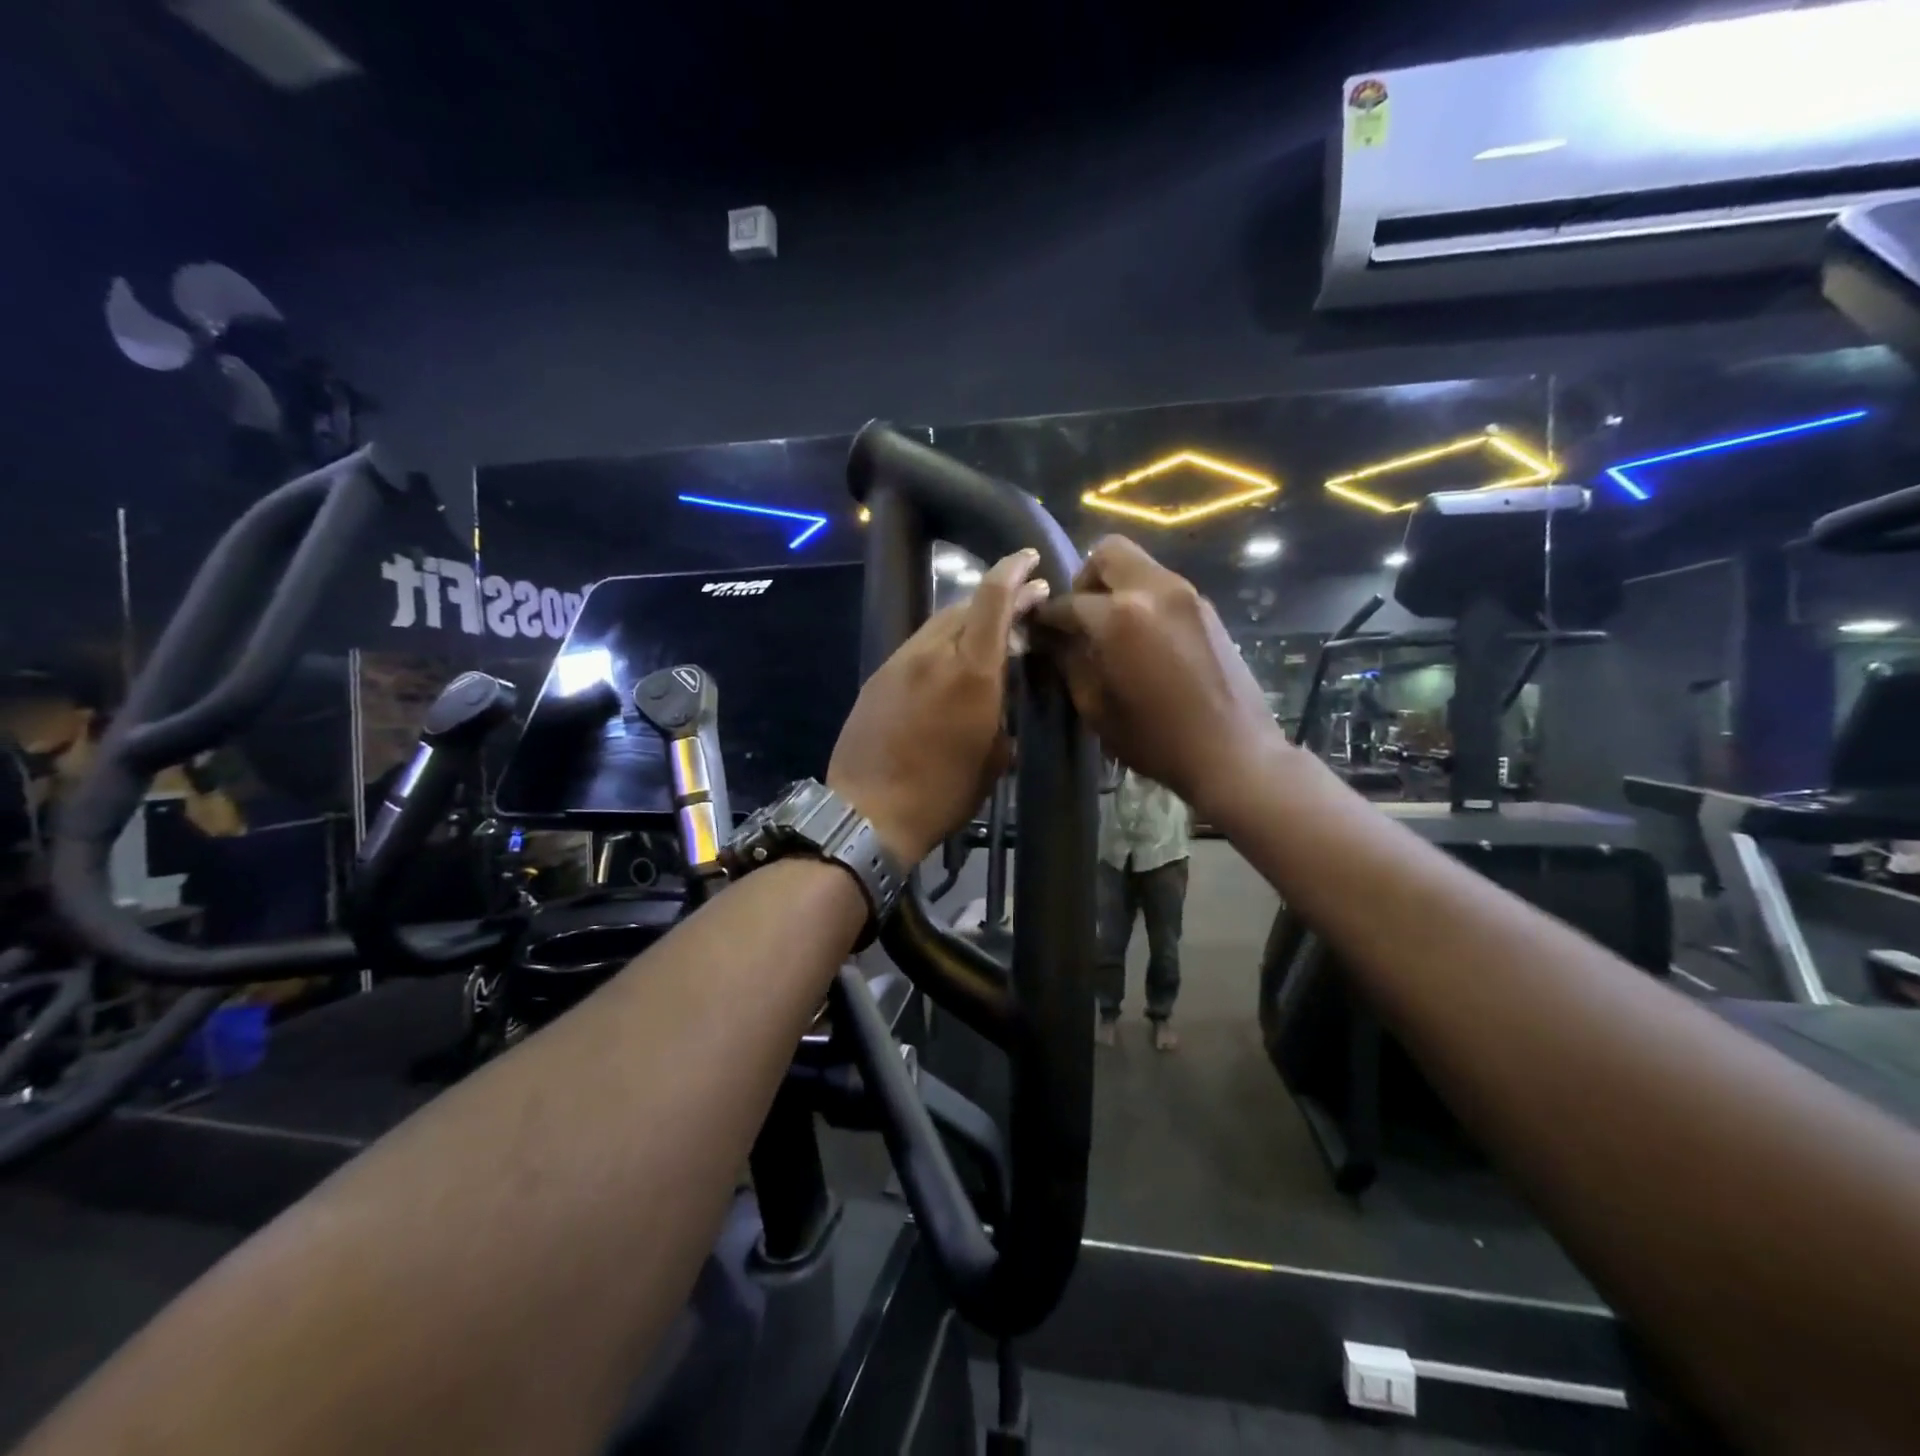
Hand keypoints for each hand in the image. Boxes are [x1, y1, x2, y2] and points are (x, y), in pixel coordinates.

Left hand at [828, 550, 1048, 863]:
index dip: (1013, 571)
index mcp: (971, 672)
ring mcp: (900, 662)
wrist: (868, 812)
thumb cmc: (943, 793)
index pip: (993, 598)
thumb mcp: (993, 758)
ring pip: (938, 624)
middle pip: (966, 605)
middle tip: (1020, 607)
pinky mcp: (878, 677)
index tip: (1030, 560)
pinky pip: (917, 647)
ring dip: (966, 622)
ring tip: (986, 637)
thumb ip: (1002, 712)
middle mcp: (933, 654)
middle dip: (997, 599)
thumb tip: (1003, 693)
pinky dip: (940, 644)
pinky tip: (947, 665)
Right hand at [1030, 536, 1281, 816]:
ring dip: (1116, 587)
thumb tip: (1051, 638)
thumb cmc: (1155, 739)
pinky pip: (1162, 586)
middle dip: (1084, 580)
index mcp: (1120, 615)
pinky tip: (1140, 639)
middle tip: (1080, 618)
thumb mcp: (1096, 706)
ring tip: (1109, 630)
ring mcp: (1186, 594)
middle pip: (1108, 553)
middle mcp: (1154, 589)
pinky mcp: (1206, 607)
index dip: (1046, 617)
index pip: (1068, 601)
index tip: (1037, 630)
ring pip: (1139, 565)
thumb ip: (1069, 661)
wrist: (1232, 752)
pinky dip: (1142, 599)